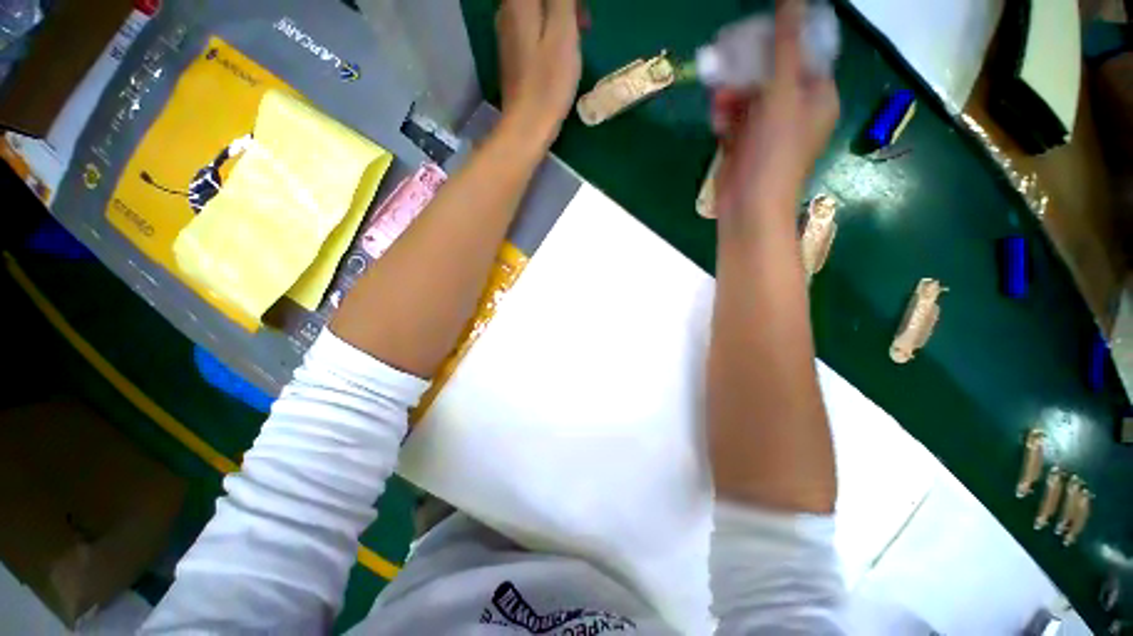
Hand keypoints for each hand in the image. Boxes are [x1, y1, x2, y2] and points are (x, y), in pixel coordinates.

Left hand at [496, 0, 581, 147]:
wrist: (527, 125)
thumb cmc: (548, 83)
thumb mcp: (562, 32)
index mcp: (519, 2)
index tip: (580, 11)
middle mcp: (507, 11)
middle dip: (564, 3)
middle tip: (584, 21)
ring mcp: (507, 33)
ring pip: (536, 8)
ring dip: (560, 14)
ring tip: (579, 34)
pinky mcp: (512, 52)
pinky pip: (533, 26)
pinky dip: (551, 28)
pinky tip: (563, 48)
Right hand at [712, 1, 838, 221]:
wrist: (750, 207)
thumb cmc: (775, 152)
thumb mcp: (783, 93)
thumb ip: (785, 46)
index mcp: (817, 95)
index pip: (802, 52)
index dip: (778, 40)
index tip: (752, 35)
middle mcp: (794, 110)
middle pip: (770, 73)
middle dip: (746, 72)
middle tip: (727, 67)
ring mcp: (766, 130)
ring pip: (747, 97)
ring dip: (731, 97)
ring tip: (720, 104)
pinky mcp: (743, 145)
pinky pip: (734, 119)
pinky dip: (725, 118)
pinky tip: (718, 125)